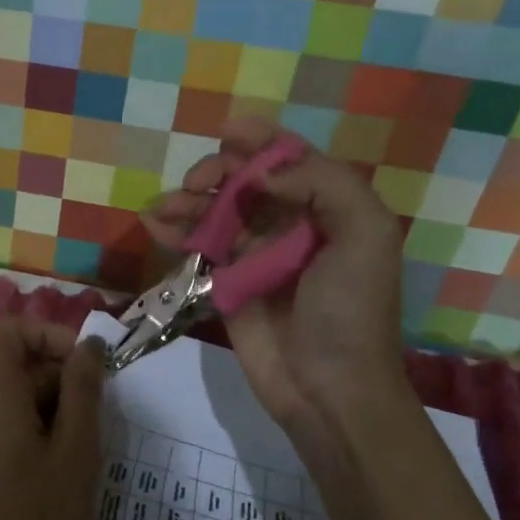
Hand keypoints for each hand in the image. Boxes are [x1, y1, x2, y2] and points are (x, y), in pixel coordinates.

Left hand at [0, 317, 106, 519]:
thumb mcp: (76, 449)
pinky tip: (66, 467)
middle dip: (62, 377)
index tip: (88, 366)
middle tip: (101, 417)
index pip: (11, 330)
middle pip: (17, 364)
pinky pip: (7, 424)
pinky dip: (39, 429)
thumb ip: (83, 389)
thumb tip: (89, 345)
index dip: (51, 335)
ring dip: (56, 407)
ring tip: (87, 449)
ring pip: (17, 396)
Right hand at [142, 117, 411, 452]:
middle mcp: (290, 224)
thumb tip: (263, 172)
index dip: (261, 140)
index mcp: (328, 208)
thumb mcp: (365, 236)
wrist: (328, 388)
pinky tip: (154, 225)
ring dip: (187, 201)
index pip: (290, 160)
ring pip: (215, 210)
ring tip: (163, 208)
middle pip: (245, 181)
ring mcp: (255, 254)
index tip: (227, 131)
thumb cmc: (350, 310)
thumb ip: (325, 184)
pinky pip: (197, 245)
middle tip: (197, 183)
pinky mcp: (226, 282)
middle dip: (217, 172)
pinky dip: (175, 231)